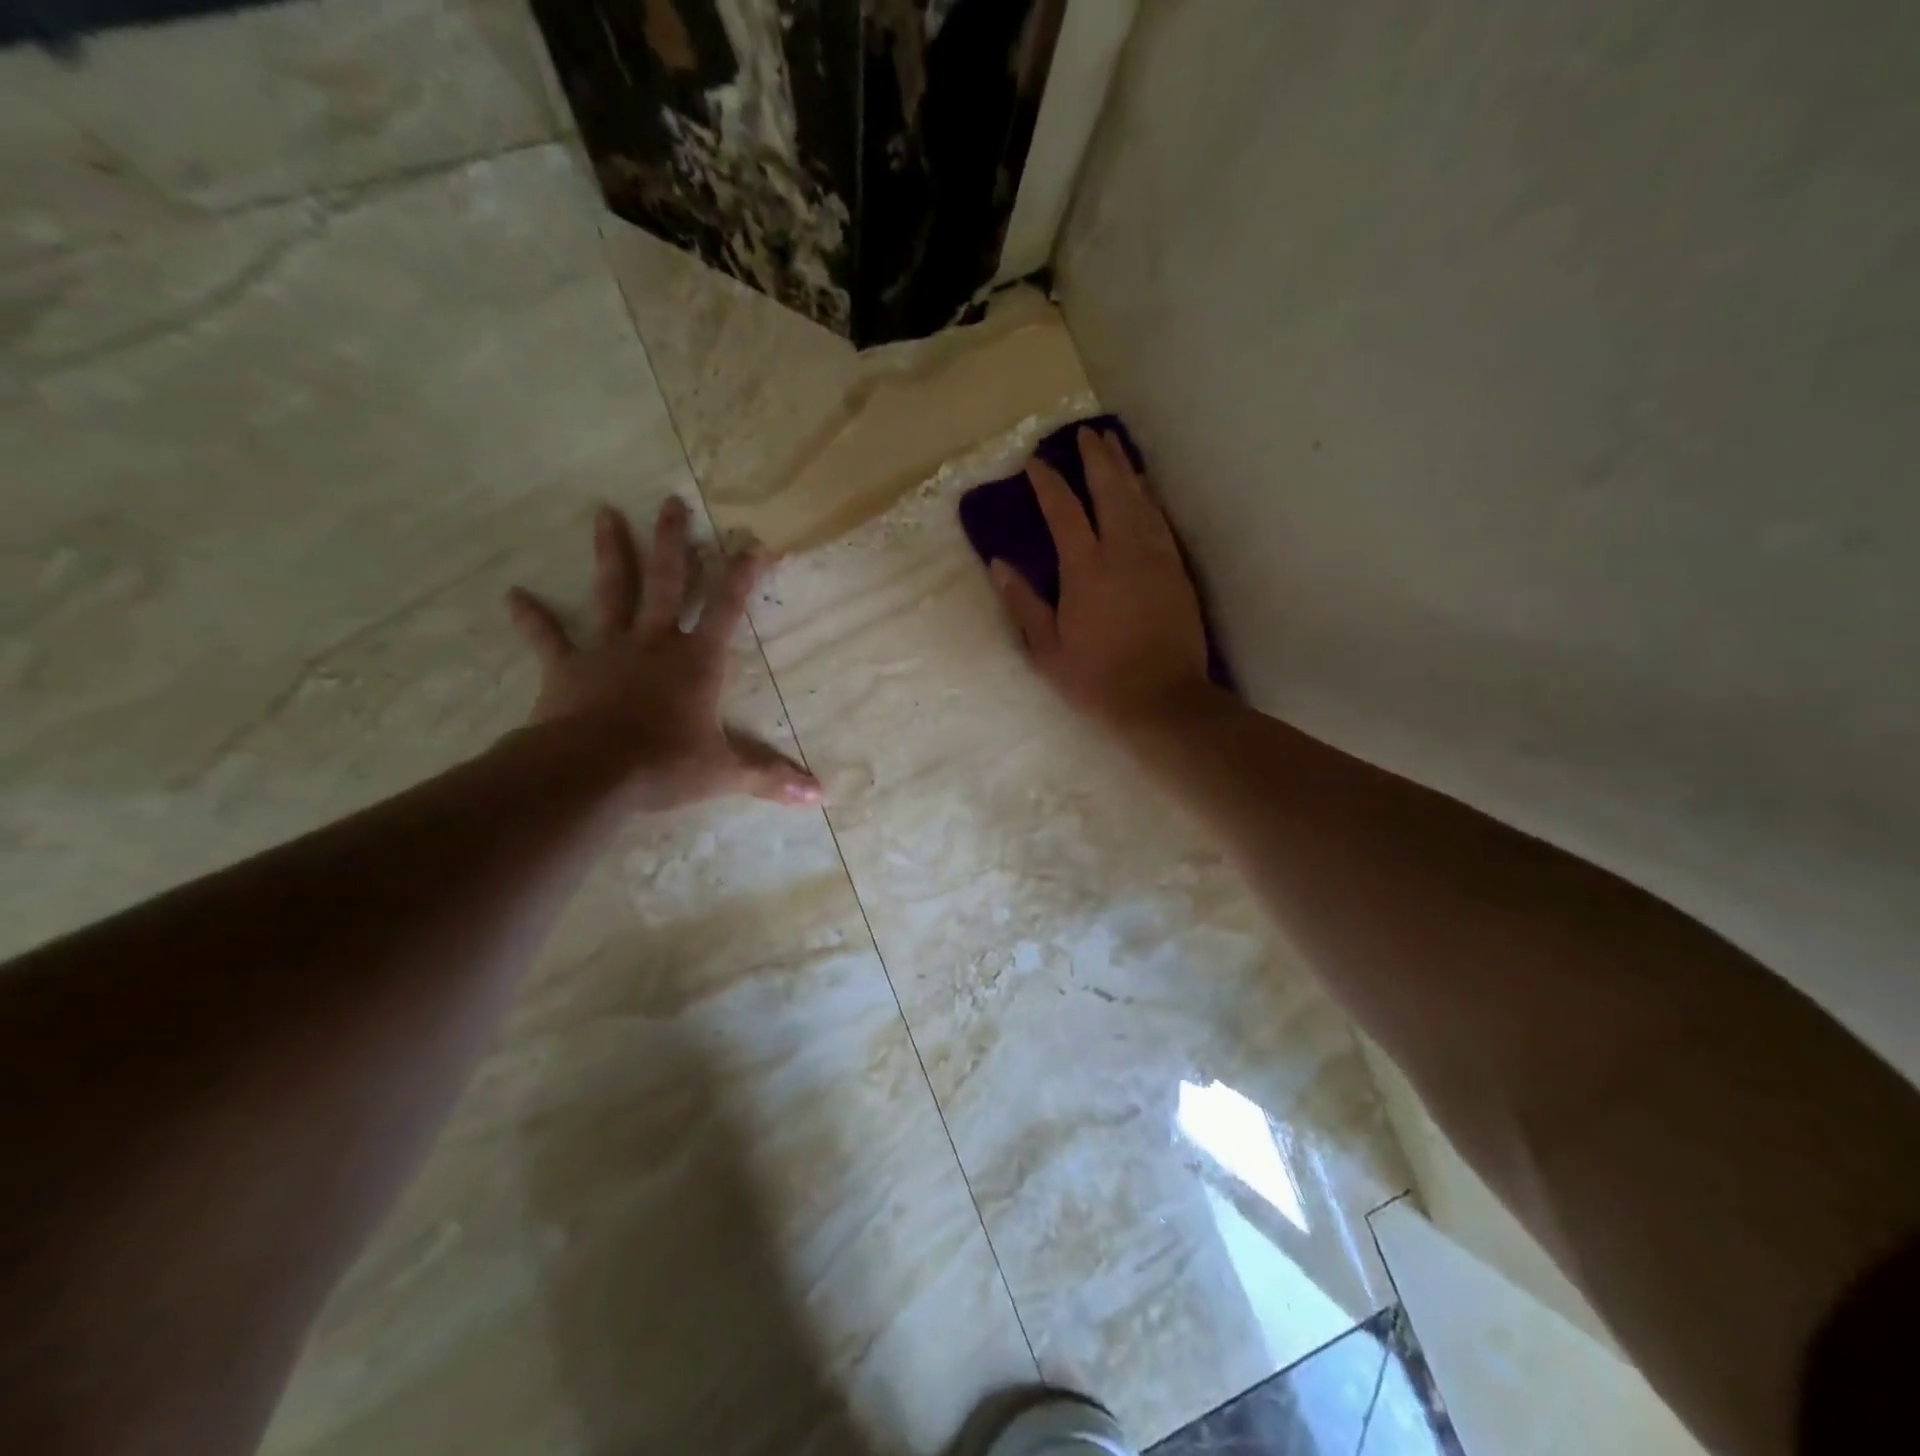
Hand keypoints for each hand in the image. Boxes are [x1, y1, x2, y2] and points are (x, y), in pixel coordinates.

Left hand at [505, 498, 821, 811]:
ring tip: (604, 512)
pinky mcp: (568, 668)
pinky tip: (512, 595)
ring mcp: (608, 650)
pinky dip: (532, 618)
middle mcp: (654, 642)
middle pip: (665, 582)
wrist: (590, 773)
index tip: (753, 542)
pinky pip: (548, 637)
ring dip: (610, 552)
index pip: (726, 608)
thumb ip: (771, 778)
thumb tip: (820, 798)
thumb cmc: (664, 765)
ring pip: (611, 591)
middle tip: (671, 501)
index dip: (742, 575)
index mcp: (696, 661)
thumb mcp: (725, 773)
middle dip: (672, 542)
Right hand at [990, 427, 1213, 730]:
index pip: (1063, 511)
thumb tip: (999, 566)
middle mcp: (1123, 551)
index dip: (1048, 483)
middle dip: (1096, 459)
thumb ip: (1023, 604)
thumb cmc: (1097, 679)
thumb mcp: (1047, 650)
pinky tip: (1143, 488)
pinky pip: (1160, 520)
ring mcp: (1155, 557)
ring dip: (1124, 469)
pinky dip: (1148, 497)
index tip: (1035, 463)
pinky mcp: (1176, 569)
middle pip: (1110, 490)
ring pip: (1140, 499)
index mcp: (1086, 569)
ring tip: (1113, 446)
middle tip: (1086, 434)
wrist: (1163, 698)